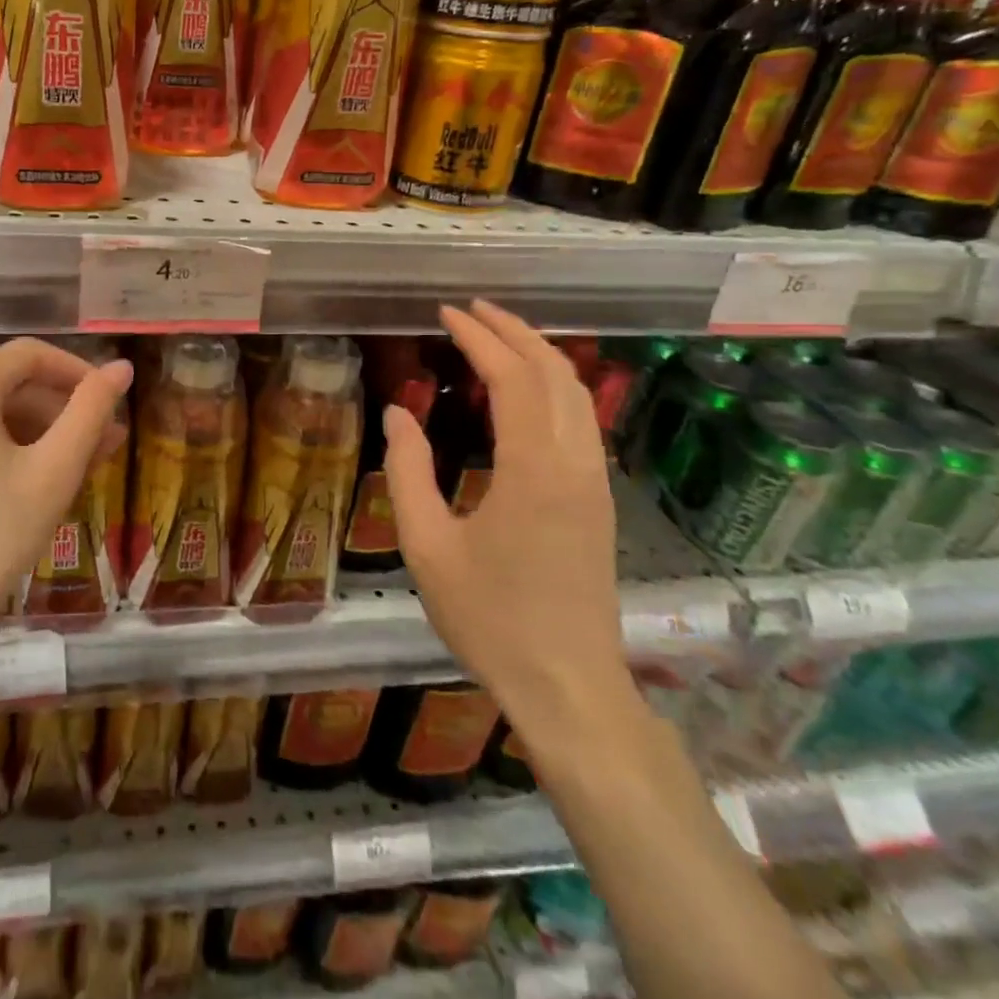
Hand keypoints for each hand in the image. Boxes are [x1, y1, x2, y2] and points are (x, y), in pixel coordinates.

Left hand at [0, 338, 132, 667]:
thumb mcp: (52, 474)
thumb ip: (91, 412)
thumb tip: (122, 367)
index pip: (30, 354)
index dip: (78, 372)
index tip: (110, 404)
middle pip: (4, 384)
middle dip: (58, 411)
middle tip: (102, 447)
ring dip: (30, 432)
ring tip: (71, 470)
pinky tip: (21, 483)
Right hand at [385, 300, 631, 731]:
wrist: (569, 688)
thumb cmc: (490, 619)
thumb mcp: (427, 546)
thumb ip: (407, 472)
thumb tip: (398, 414)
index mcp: (533, 470)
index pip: (513, 378)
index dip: (479, 338)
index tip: (447, 313)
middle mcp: (575, 464)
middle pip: (554, 373)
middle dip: (514, 331)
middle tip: (471, 310)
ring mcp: (595, 482)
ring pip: (576, 394)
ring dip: (538, 355)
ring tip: (497, 336)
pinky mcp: (599, 501)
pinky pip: (581, 420)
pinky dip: (553, 386)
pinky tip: (525, 391)